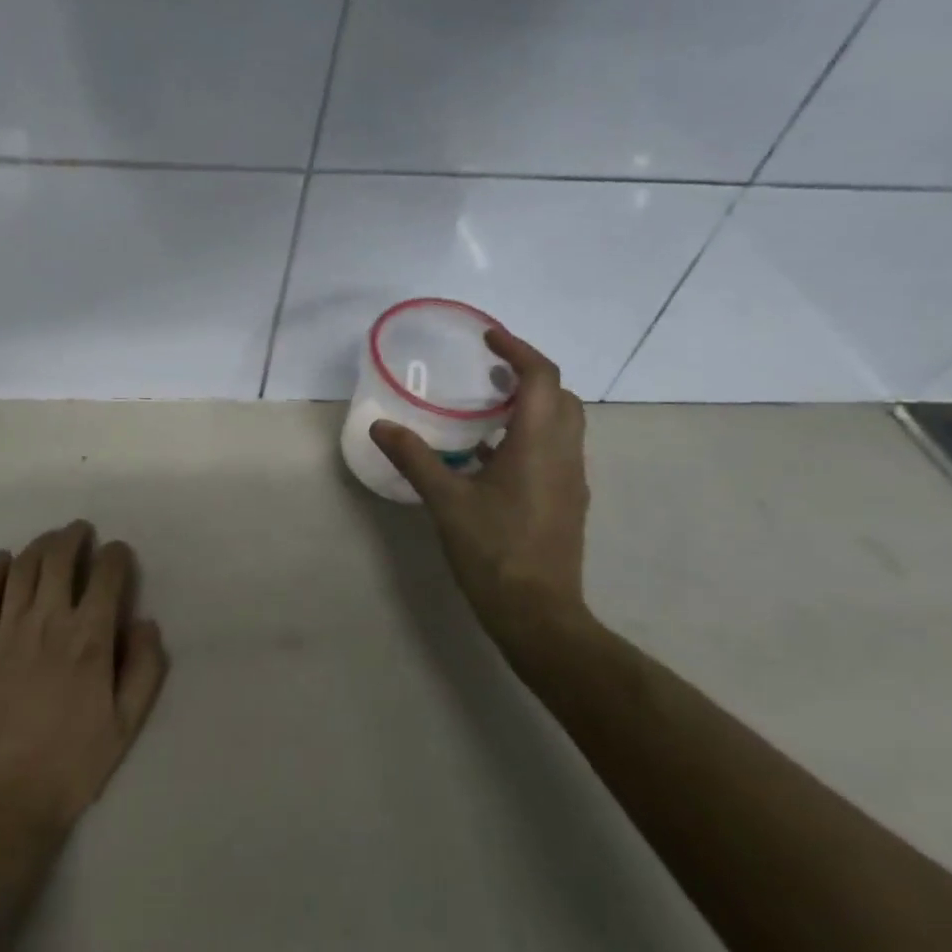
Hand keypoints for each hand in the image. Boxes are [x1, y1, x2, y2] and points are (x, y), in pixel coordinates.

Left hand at [0, 521, 168, 839]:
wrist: (0, 805)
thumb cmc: (70, 768)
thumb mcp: (125, 726)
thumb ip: (145, 669)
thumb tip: (146, 622)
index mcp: (89, 640)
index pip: (107, 575)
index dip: (117, 556)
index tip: (119, 554)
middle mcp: (48, 623)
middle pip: (60, 558)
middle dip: (75, 537)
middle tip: (81, 532)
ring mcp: (6, 632)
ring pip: (23, 568)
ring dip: (40, 545)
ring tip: (50, 541)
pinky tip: (1, 559)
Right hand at [370, 329, 594, 669]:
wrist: (538, 614)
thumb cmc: (493, 551)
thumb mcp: (446, 501)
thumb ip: (414, 457)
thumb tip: (381, 425)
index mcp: (539, 444)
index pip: (542, 377)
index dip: (519, 349)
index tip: (489, 337)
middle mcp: (564, 454)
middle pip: (560, 396)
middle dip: (528, 374)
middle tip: (489, 369)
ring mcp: (570, 480)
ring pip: (562, 424)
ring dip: (532, 404)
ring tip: (488, 404)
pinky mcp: (566, 502)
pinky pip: (555, 450)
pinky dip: (530, 435)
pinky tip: (490, 454)